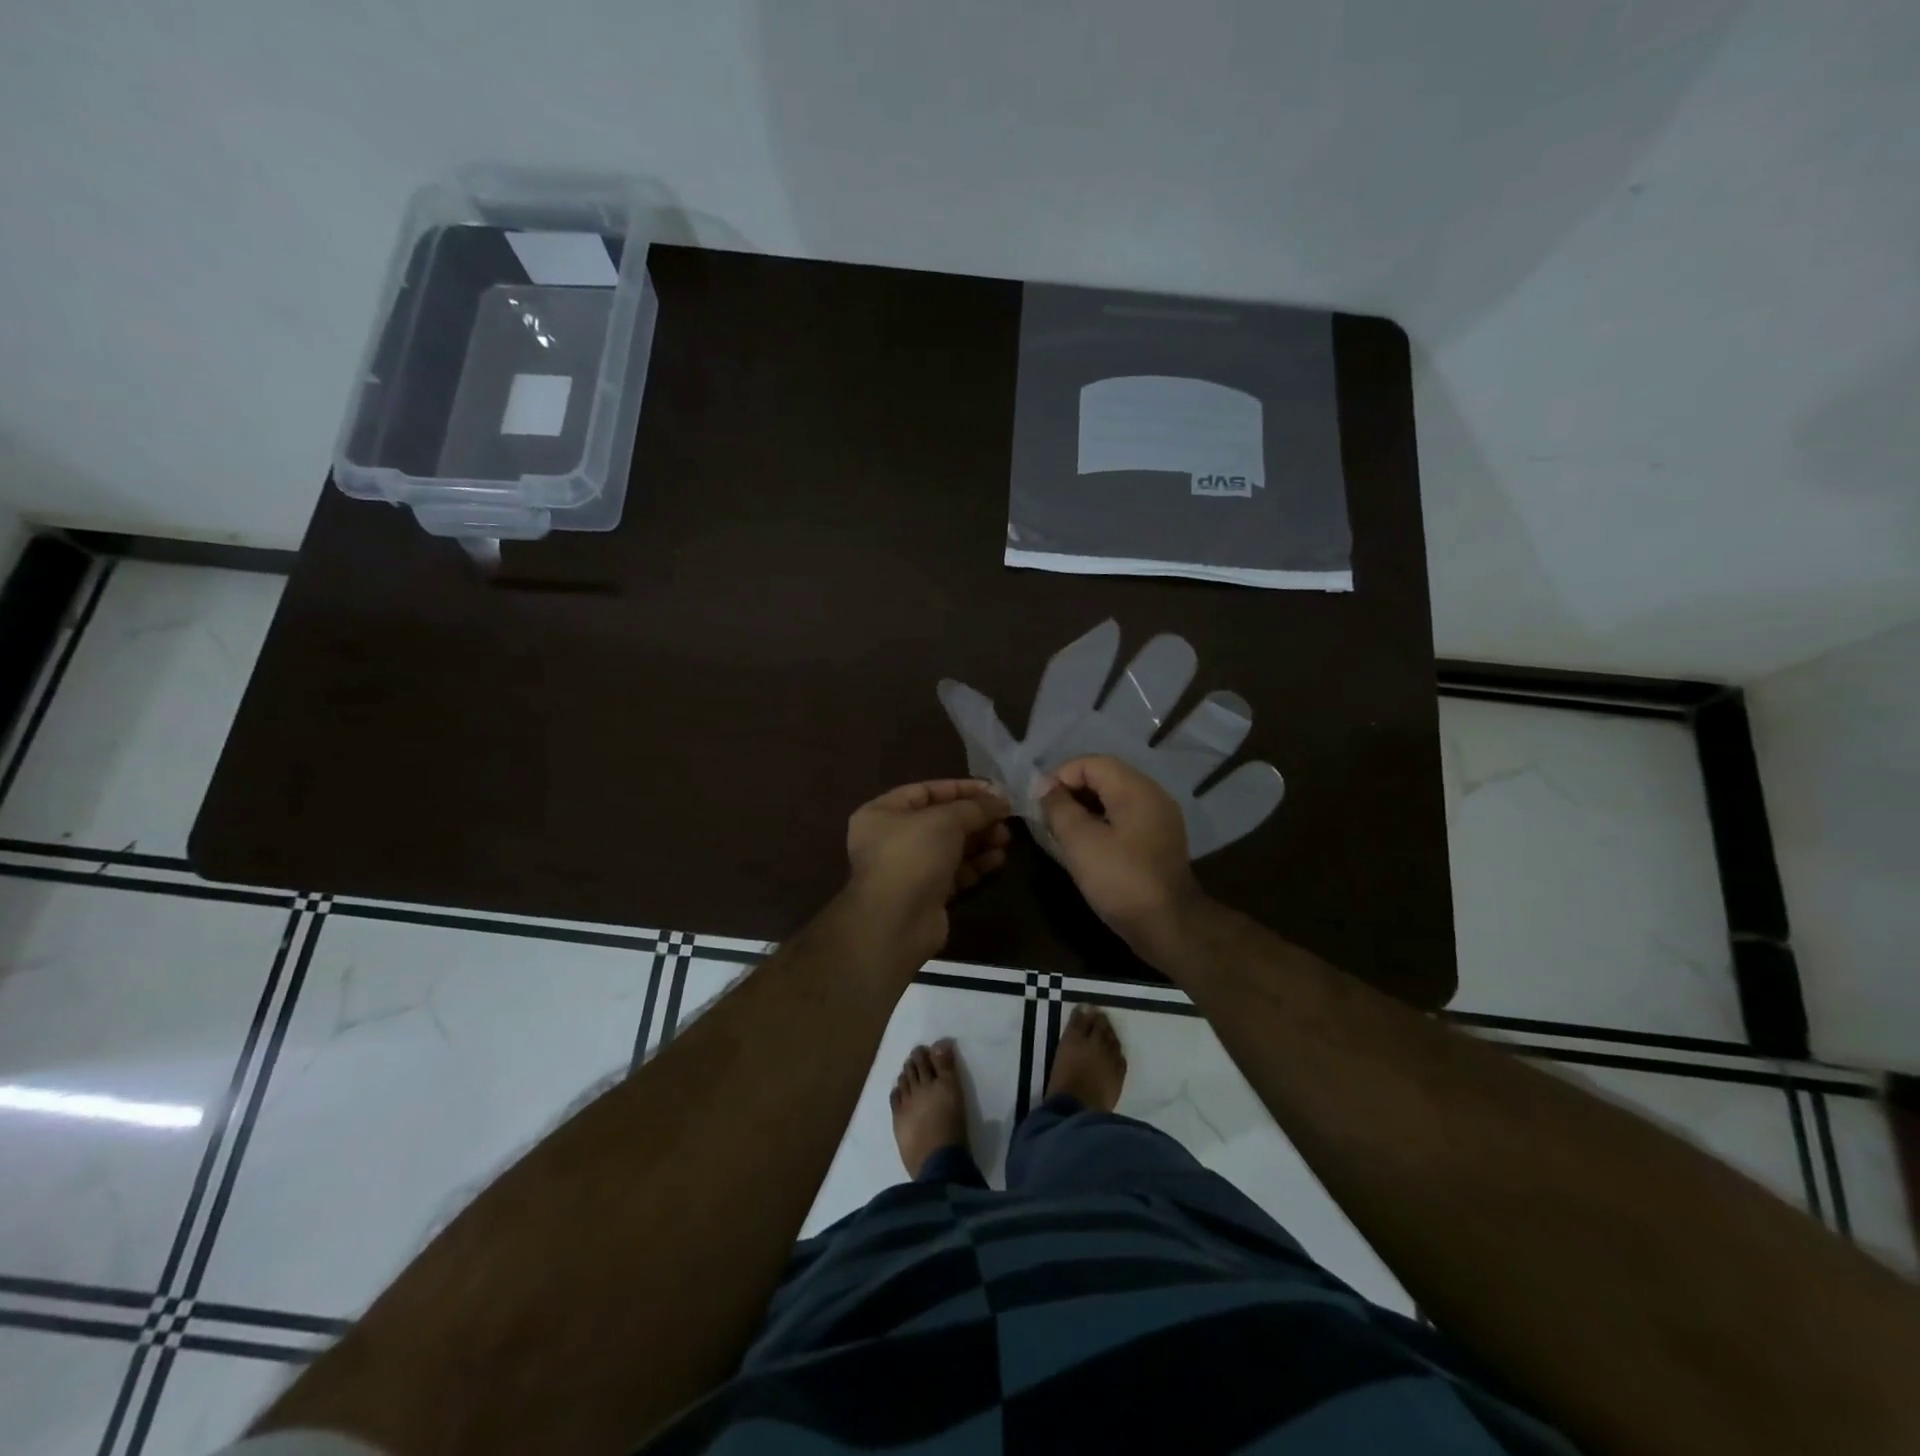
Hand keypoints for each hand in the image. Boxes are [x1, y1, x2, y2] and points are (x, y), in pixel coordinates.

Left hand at [845, 779, 1011, 962]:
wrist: (897, 921)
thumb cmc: (913, 856)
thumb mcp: (946, 820)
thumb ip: (976, 807)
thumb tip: (1002, 799)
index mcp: (883, 812)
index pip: (926, 791)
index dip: (961, 788)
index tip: (994, 791)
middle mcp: (892, 838)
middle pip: (941, 820)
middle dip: (975, 818)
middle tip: (1005, 818)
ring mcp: (909, 869)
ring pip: (950, 848)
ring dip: (979, 841)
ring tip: (1006, 839)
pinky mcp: (926, 894)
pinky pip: (954, 872)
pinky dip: (975, 865)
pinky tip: (998, 860)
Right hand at [1039, 755, 1205, 957]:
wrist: (1169, 926)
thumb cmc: (1120, 880)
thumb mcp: (1080, 842)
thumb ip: (1059, 808)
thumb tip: (1046, 788)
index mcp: (1135, 788)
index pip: (1090, 762)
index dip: (1060, 776)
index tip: (1039, 803)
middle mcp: (1151, 794)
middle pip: (1104, 776)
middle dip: (1071, 791)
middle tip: (1047, 816)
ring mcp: (1159, 818)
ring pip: (1113, 798)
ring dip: (1084, 807)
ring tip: (1061, 831)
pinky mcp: (1158, 840)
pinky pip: (1124, 818)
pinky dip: (1101, 822)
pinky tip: (1085, 844)